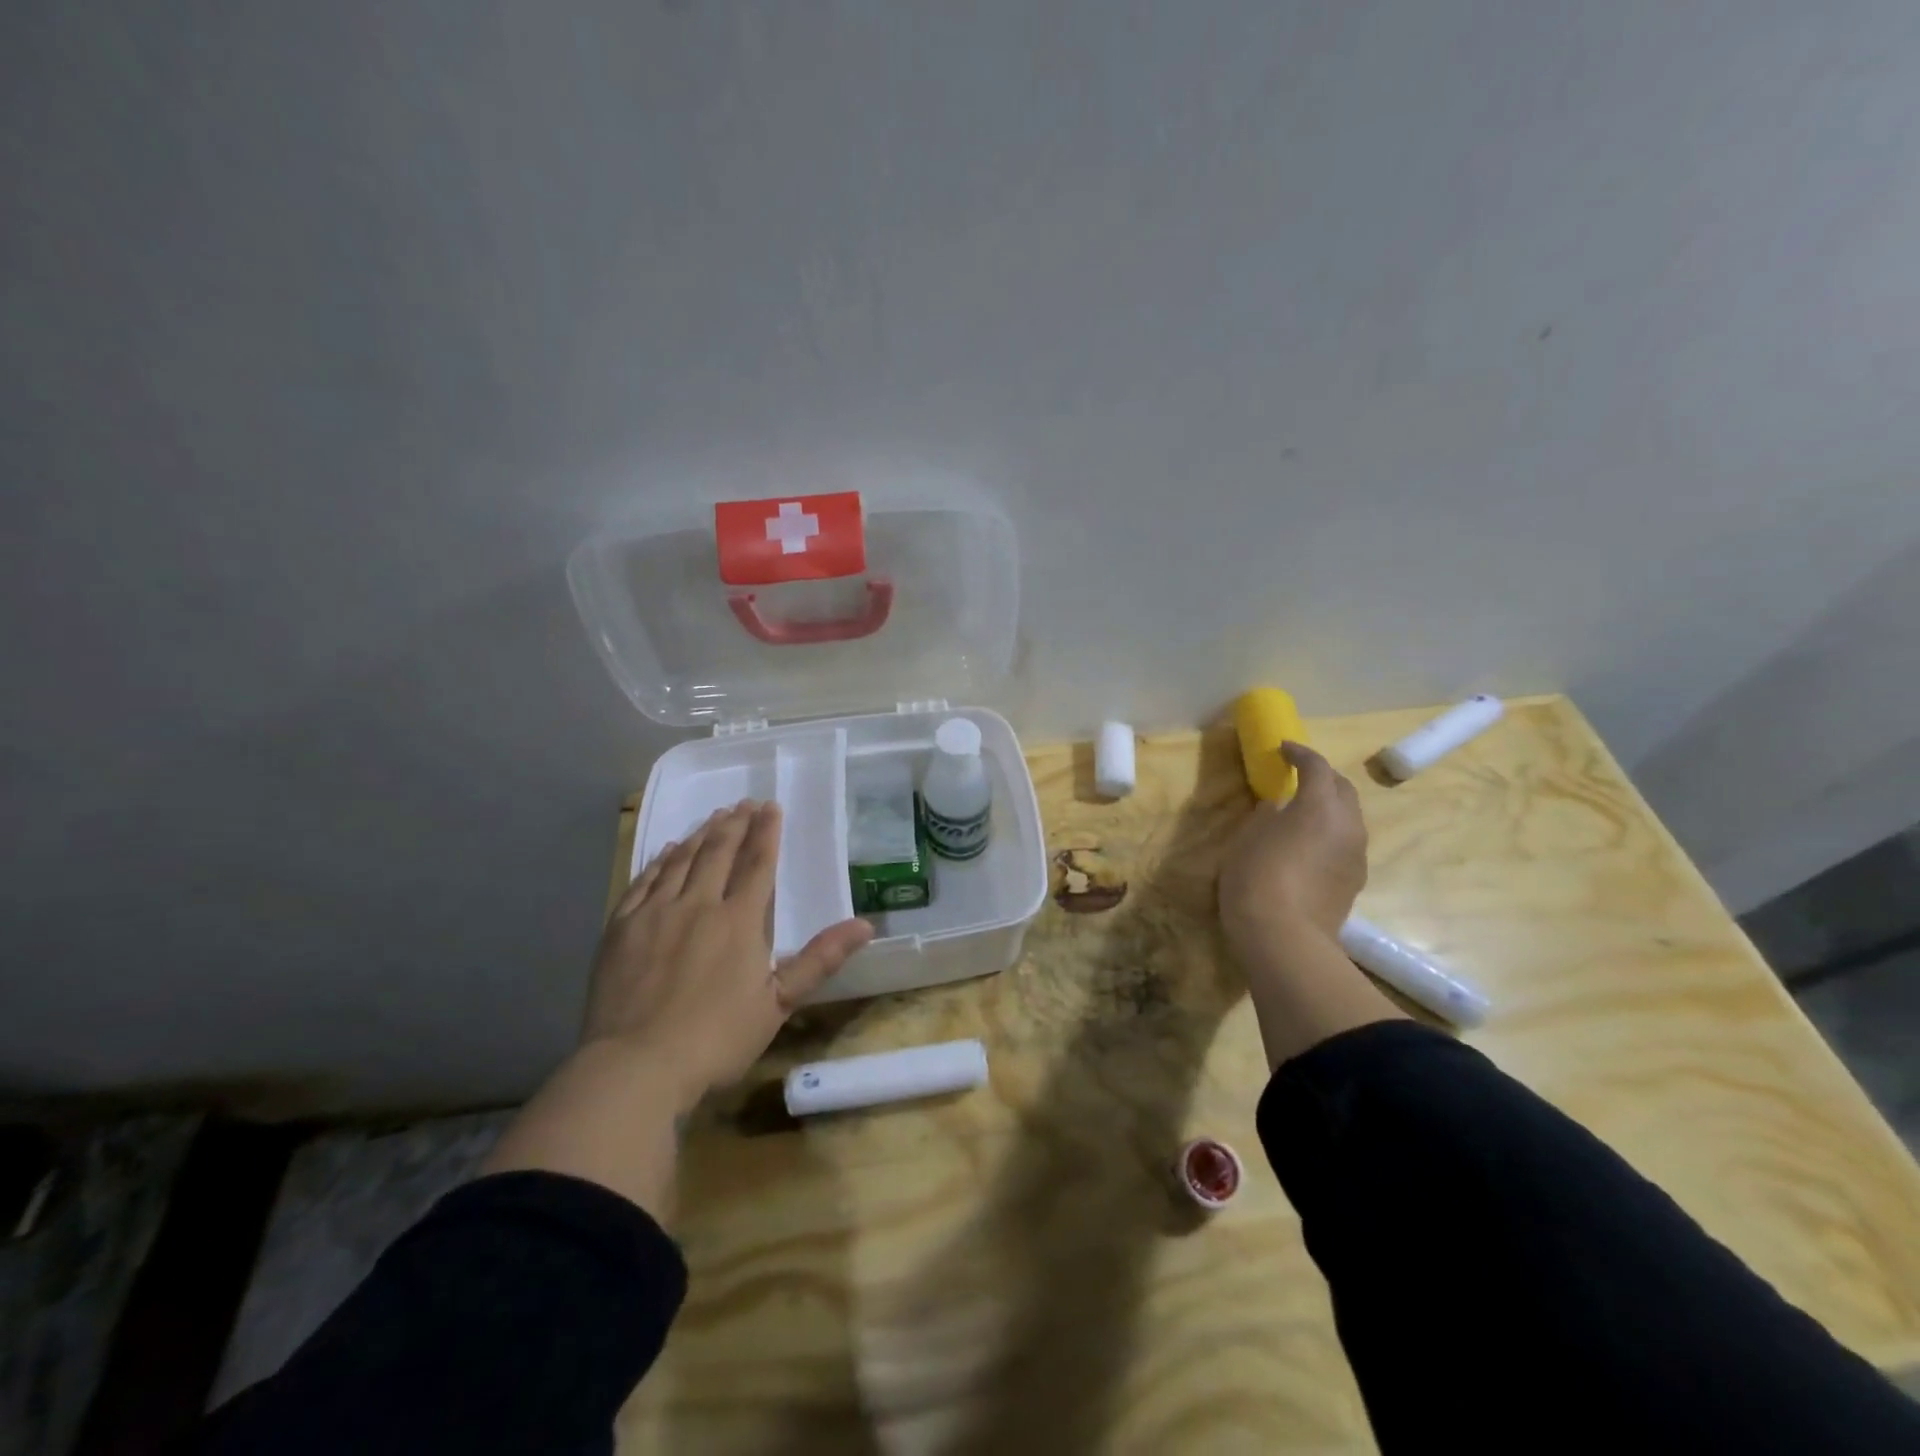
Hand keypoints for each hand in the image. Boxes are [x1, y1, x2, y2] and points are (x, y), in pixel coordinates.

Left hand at [586, 800, 873, 1106]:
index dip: (766, 832)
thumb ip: (820, 959)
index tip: (771, 806)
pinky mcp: (621, 927)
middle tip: (744, 803)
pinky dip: (659, 861)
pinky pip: (644, 881)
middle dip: (734, 824)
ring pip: (681, 860)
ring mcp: (655, 913)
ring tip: (713, 817)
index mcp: (739, 921)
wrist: (636, 1066)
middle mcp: (698, 904)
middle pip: (718, 852)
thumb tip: (865, 925)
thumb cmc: (716, 1038)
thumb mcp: (779, 1003)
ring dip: (700, 835)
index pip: (758, 864)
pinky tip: (666, 851)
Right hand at [1218, 742, 1367, 955]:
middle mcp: (1348, 825)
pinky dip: (1330, 834)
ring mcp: (1356, 855)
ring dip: (1329, 808)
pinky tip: (1309, 846)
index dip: (1300, 753)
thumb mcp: (1247, 837)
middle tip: (1297, 777)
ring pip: (1349, 818)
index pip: (1317, 766)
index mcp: (1320, 805)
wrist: (1284, 938)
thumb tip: (1280, 808)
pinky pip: (1346, 844)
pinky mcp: (1354, 881)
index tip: (1283, 749)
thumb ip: (1266, 815)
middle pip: (1342, 788)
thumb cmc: (1256, 877)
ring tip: (1302, 813)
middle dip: (1322, 777)